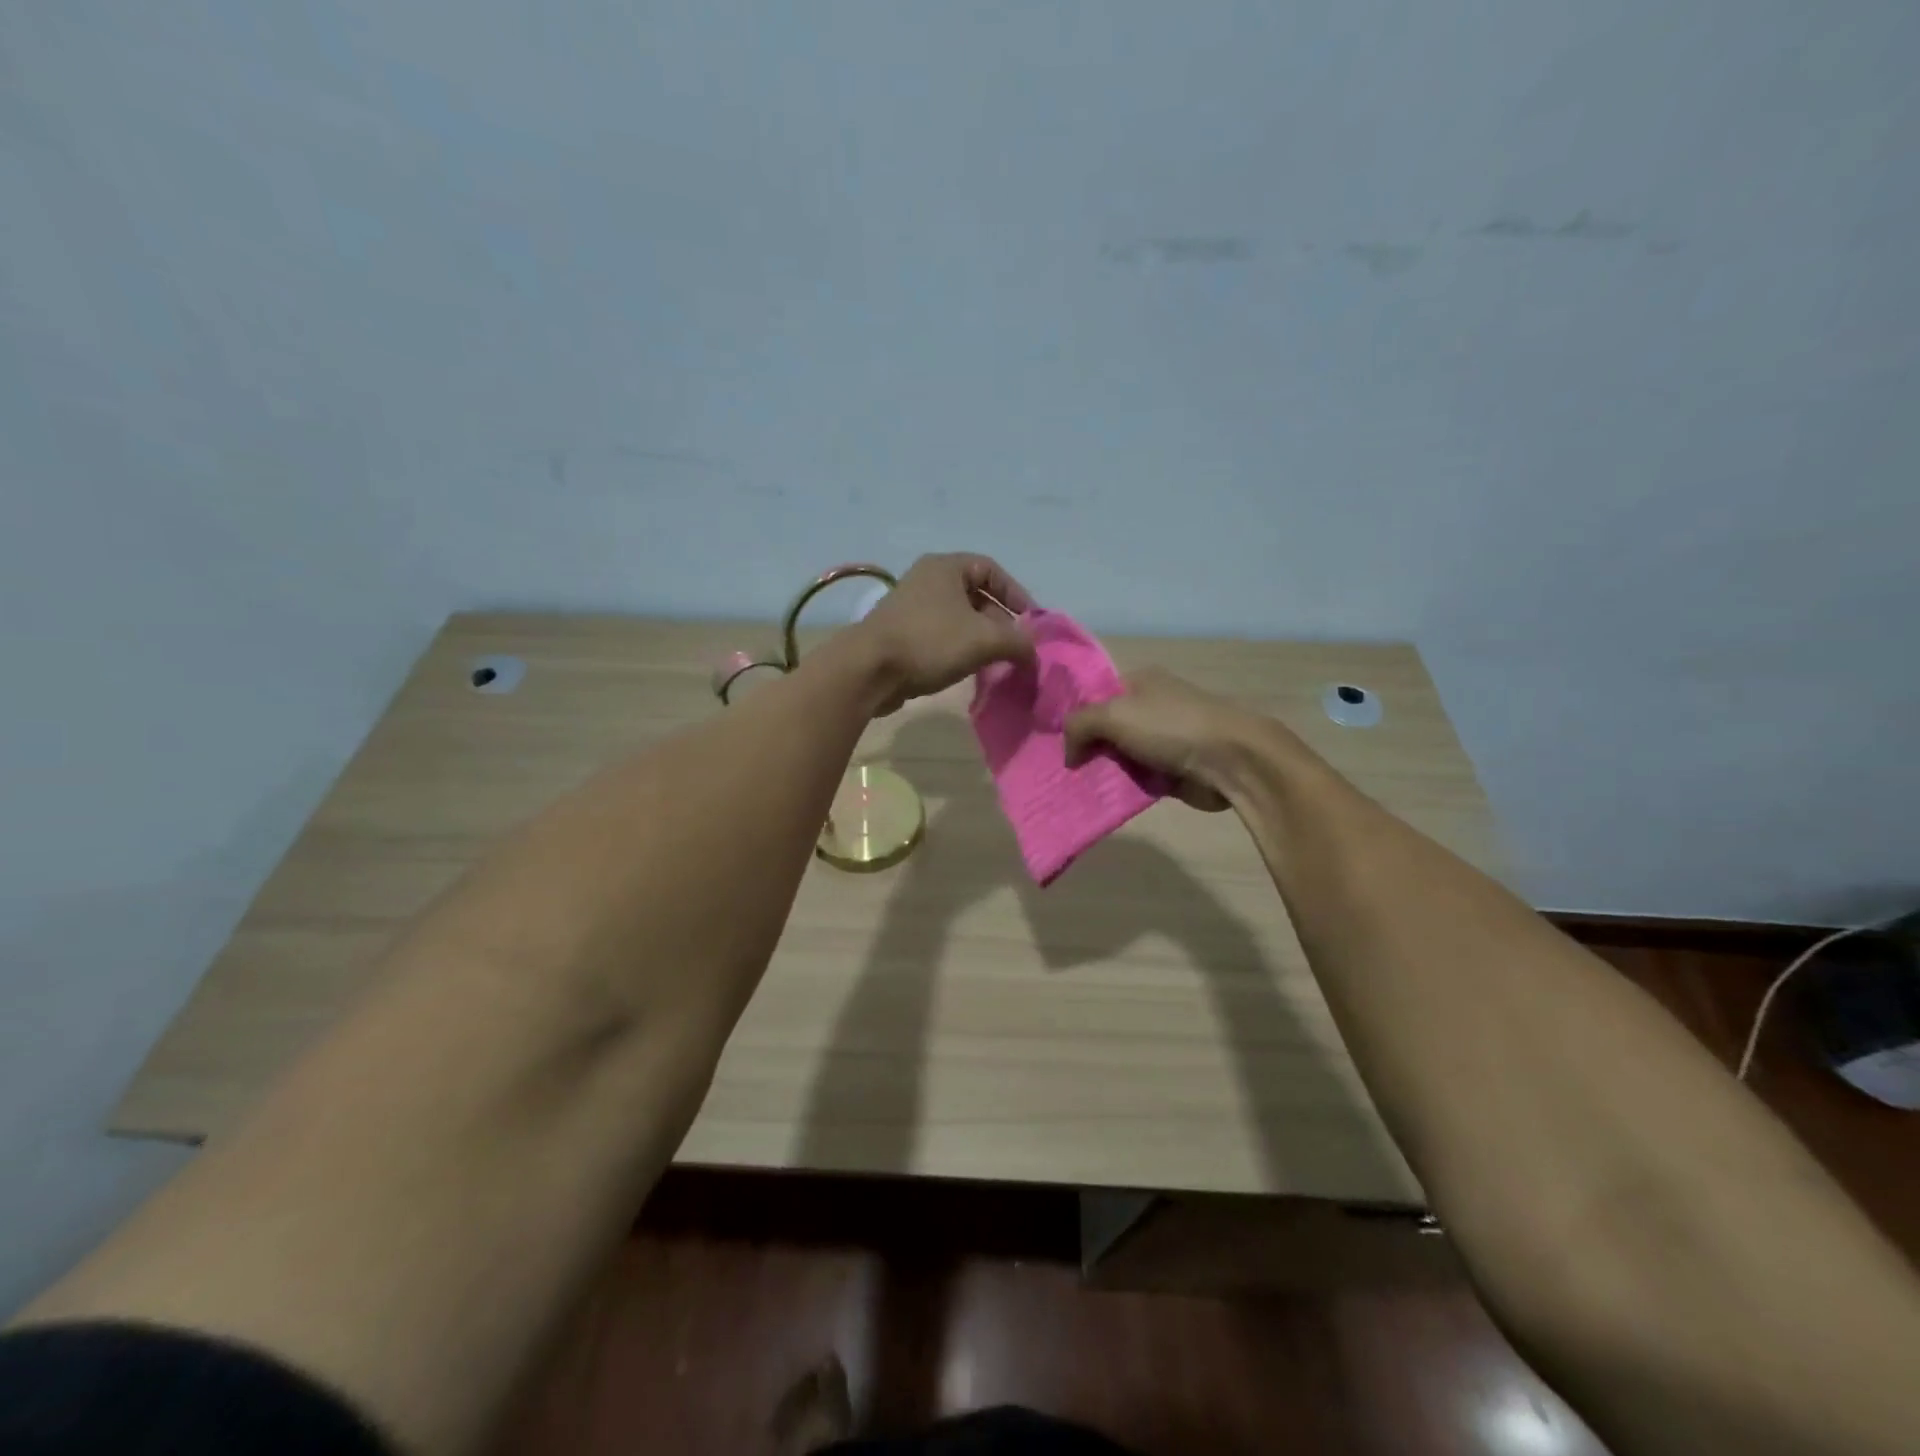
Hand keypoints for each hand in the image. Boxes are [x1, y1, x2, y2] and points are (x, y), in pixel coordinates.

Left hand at [852, 553, 1035, 712]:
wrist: (868, 669)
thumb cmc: (929, 642)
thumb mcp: (984, 640)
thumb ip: (1018, 643)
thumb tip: (1034, 655)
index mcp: (946, 567)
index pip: (992, 570)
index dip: (1016, 594)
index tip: (1031, 622)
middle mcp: (927, 580)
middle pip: (976, 595)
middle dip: (1000, 622)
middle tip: (1014, 648)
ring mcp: (911, 607)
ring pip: (959, 618)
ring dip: (981, 639)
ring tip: (995, 662)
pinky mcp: (901, 633)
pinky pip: (941, 635)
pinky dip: (959, 649)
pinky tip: (968, 670)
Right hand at [1064, 668, 1254, 811]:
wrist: (1230, 760)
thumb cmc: (1171, 726)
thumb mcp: (1114, 714)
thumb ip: (1079, 725)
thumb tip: (1068, 753)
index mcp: (1139, 681)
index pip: (1095, 694)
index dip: (1074, 715)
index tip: (1050, 739)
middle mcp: (1151, 707)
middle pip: (1105, 727)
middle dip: (1085, 747)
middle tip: (1057, 768)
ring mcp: (1163, 740)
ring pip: (1119, 756)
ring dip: (1102, 771)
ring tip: (1072, 786)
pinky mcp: (1172, 770)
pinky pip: (1137, 779)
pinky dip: (1122, 788)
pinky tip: (1099, 798)